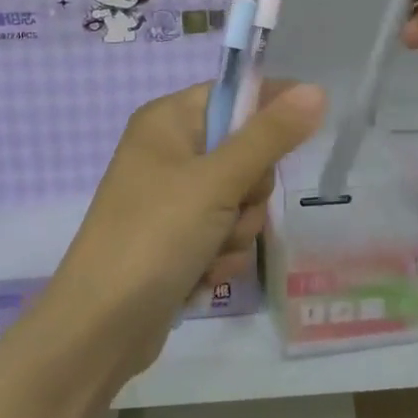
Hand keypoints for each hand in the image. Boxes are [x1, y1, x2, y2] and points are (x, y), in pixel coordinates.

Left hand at [47, 82, 326, 380]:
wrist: (101, 327)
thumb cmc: (155, 236)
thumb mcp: (217, 181)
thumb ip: (270, 136)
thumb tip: (316, 90)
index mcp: (167, 121)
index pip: (233, 95)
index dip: (270, 110)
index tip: (303, 133)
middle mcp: (169, 154)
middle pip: (245, 153)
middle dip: (248, 191)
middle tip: (230, 208)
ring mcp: (173, 200)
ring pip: (240, 200)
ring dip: (237, 231)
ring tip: (208, 251)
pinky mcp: (178, 240)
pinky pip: (224, 235)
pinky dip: (221, 256)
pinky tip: (200, 275)